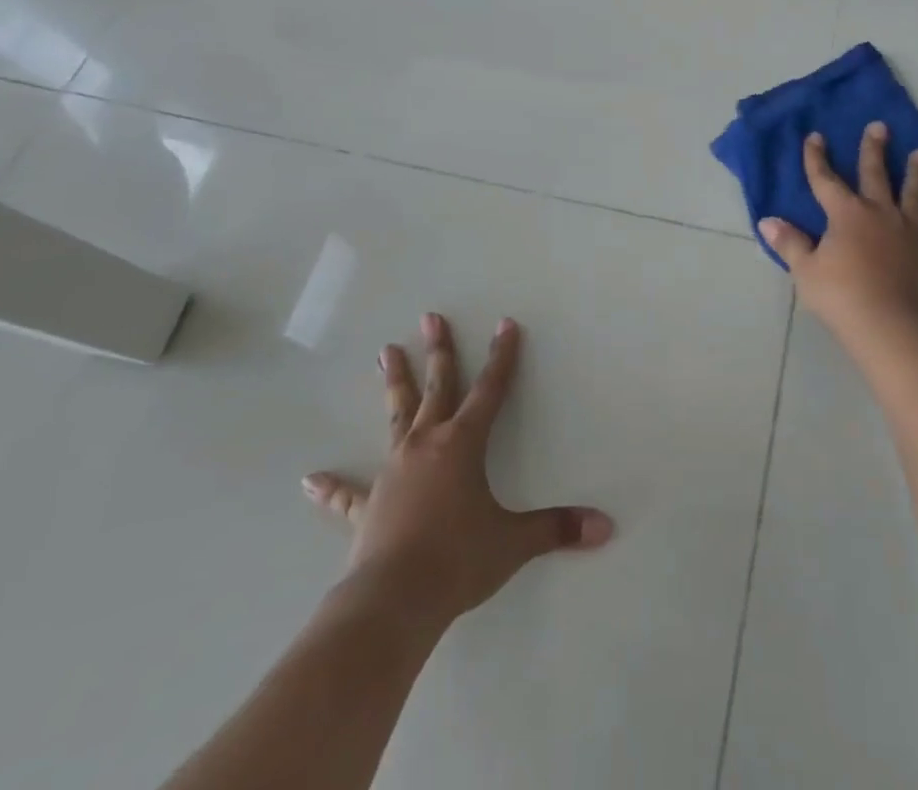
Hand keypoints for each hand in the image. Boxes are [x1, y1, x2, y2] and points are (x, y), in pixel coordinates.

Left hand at [302, 314, 613, 632]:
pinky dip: (333, 487)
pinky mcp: (367, 506)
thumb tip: (605, 527)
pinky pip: (348, 494)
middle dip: (439, 351)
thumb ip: (557, 529)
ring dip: (394, 384)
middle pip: (436, 387)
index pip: (490, 390)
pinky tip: (312, 480)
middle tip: (430, 317)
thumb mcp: (513, 542)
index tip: (505, 324)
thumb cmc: (458, 560)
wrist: (393, 601)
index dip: (502, 357)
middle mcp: (426, 445)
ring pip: (396, 417)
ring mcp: (392, 472)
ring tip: (385, 351)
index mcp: (462, 444)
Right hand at [759, 123, 917, 338]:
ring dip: (917, 173)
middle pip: (875, 174)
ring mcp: (908, 230)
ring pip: (913, 193)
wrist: (891, 324)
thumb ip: (790, 243)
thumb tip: (767, 221)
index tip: (815, 137)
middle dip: (874, 149)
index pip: (825, 180)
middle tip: (880, 126)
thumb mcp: (806, 271)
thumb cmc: (842, 296)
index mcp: (845, 214)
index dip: (816, 158)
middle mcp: (878, 212)